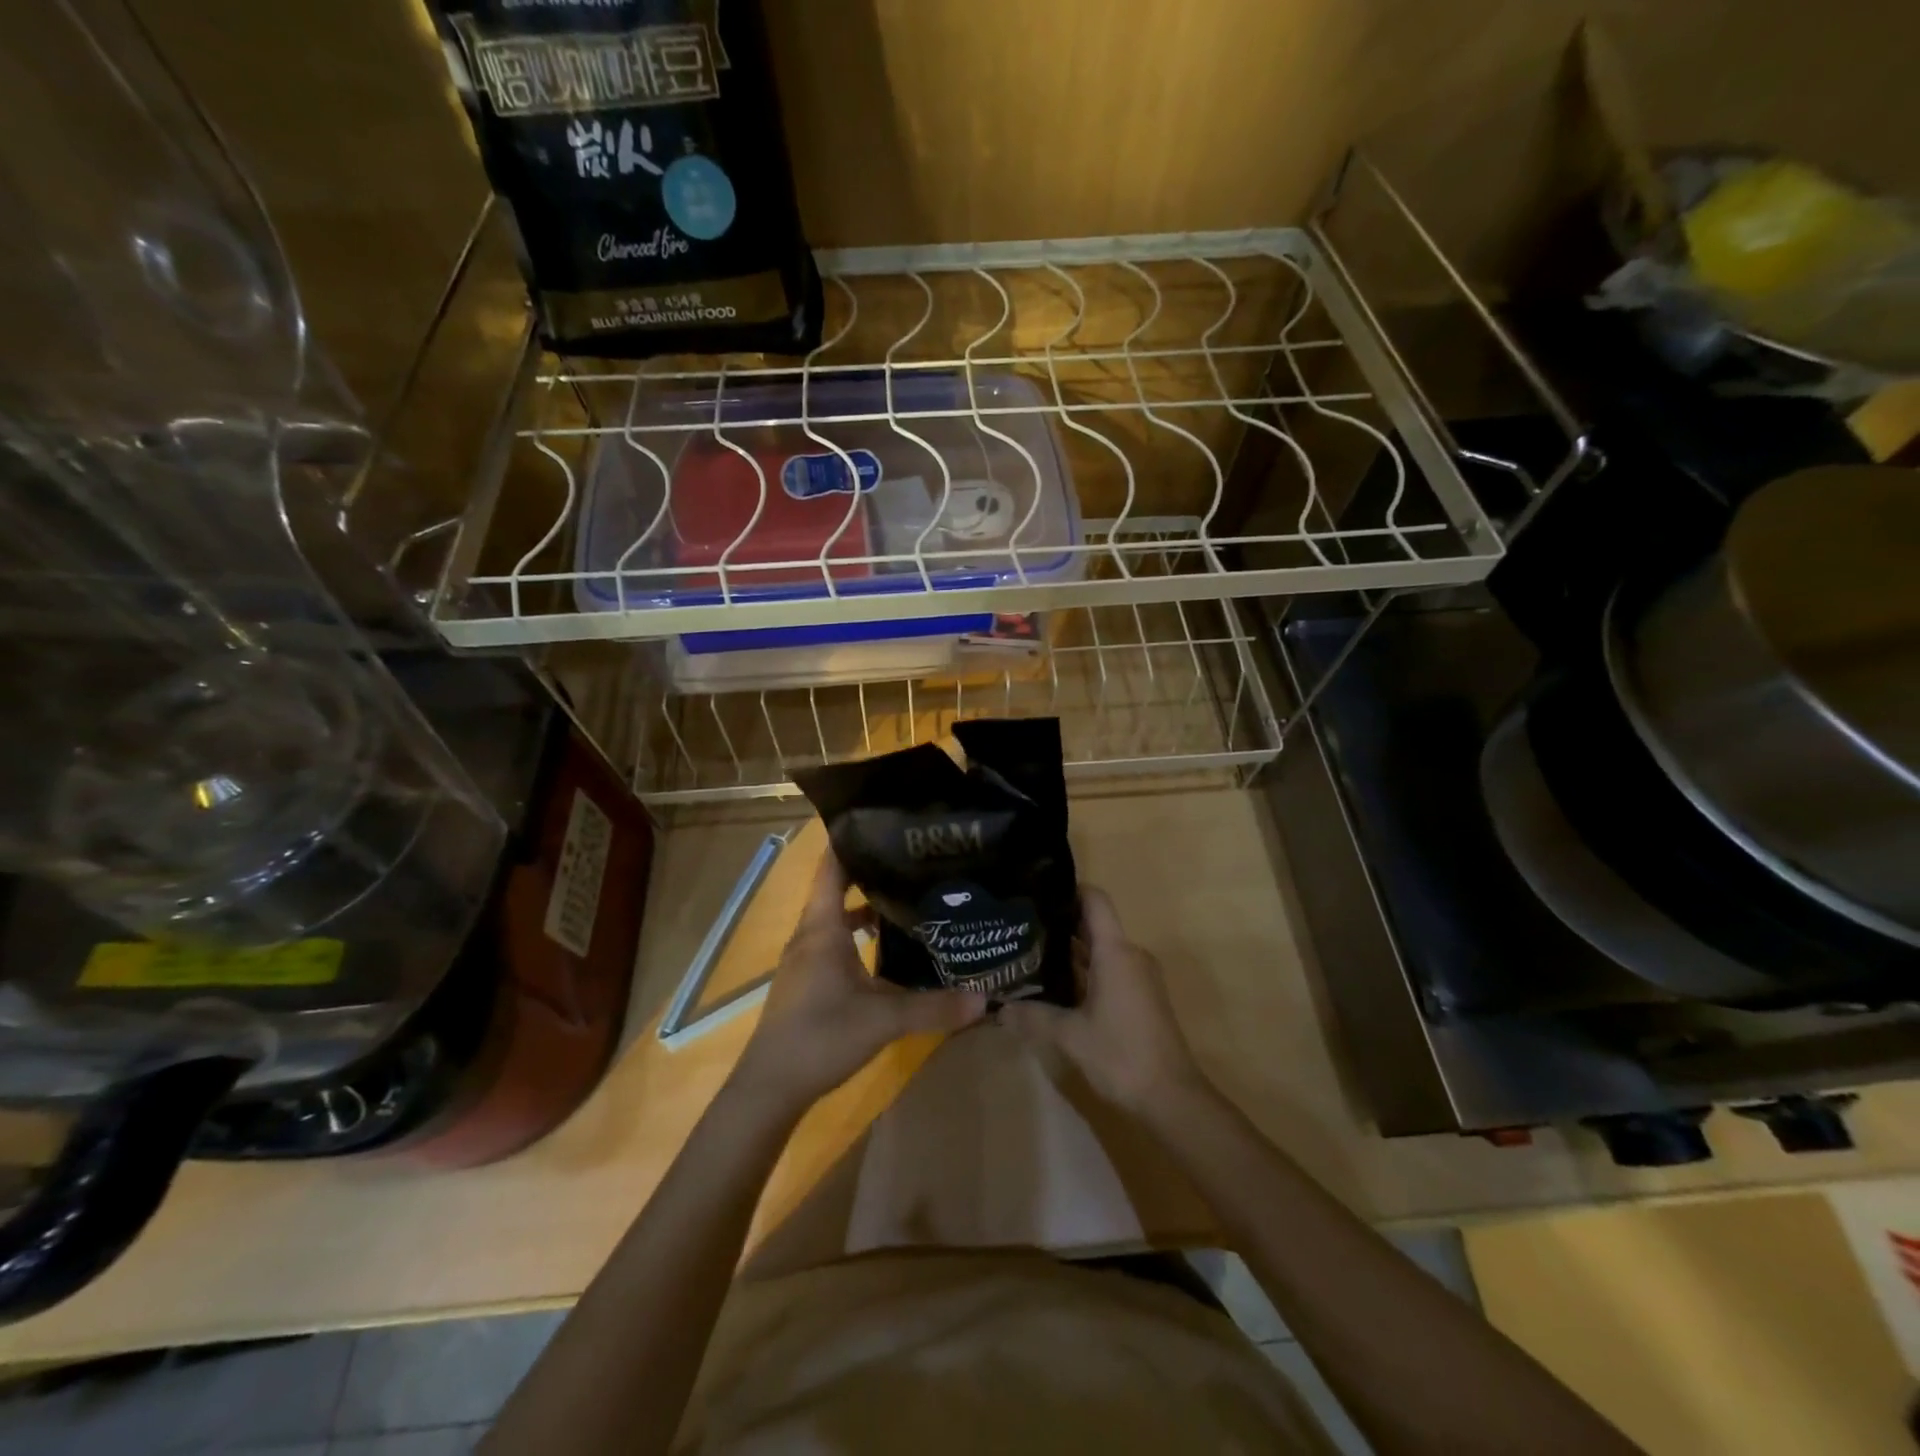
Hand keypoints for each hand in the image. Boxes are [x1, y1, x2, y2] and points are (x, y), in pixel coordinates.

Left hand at [728, 853, 986, 1117]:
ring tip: (908, 898)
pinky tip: (887, 950)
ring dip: (867, 908)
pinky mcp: (808, 981)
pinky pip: (835, 943)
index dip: (852, 840)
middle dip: (872, 872)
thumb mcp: (883, 1019)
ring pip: (838, 920)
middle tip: (914, 860)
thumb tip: (984, 998)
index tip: (886, 822)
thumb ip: (934, 1007)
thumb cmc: (820, 1036)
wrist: (769, 1087)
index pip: (832, 867)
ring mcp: (806, 959)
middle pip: (838, 889)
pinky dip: (859, 937)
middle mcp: (811, 934)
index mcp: (822, 927)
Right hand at [998, 886, 1205, 1112]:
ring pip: (1101, 949)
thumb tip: (998, 1008)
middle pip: (1094, 923)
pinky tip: (1055, 985)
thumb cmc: (1122, 1055)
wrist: (1172, 1098)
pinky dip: (1084, 970)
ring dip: (1070, 950)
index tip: (1036, 892)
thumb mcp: (1070, 1036)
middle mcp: (1130, 955)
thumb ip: (1032, 1016)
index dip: (1068, 889)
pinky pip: (1109, 968)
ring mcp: (1139, 976)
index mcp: (1116, 952)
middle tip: (1021, 925)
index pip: (1094, 900)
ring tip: (1030, 952)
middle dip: (1059, 923)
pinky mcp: (1141, 996)